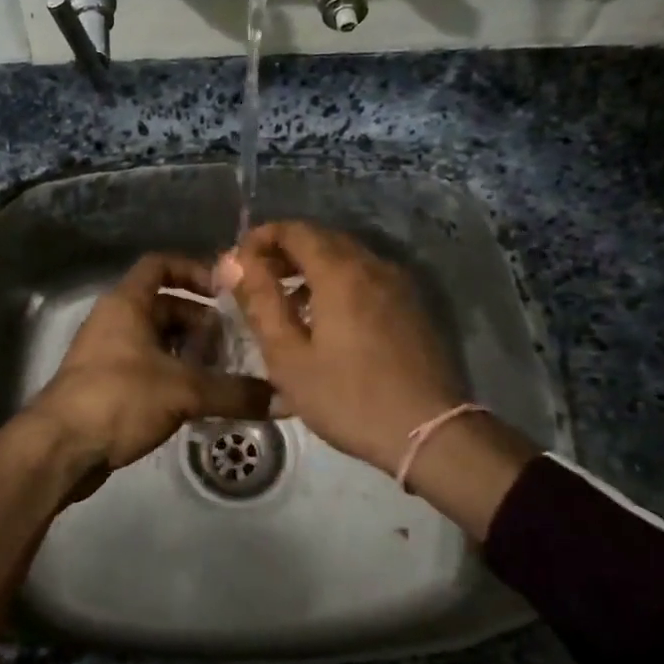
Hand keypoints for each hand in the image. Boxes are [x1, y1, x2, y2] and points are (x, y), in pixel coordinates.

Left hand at [26, 254, 273, 502]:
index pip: (160, 264)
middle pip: (165, 306)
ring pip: (156, 340)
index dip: (194, 270)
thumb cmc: (119, 398)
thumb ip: (235, 393)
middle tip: (234, 346)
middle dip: (200, 323)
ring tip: (222, 375)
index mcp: (127, 303)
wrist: (59, 447)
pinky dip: (172, 375)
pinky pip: (146, 367)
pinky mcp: (105, 384)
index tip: (225, 292)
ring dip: (188, 353)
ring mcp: (106, 352)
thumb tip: (286, 400)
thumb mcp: (184, 391)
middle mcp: (114, 320)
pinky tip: (196, 401)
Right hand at [221, 221, 470, 476]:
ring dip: (311, 267)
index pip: (295, 230)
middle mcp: (372, 265)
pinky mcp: (412, 306)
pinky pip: (366, 277)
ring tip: (286, 301)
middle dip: (285, 251)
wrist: (429, 433)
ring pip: (347, 258)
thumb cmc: (348, 397)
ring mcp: (398, 284)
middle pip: (322, 239)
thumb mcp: (289, 357)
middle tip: (257, 279)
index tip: (238, 260)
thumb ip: (260, 302)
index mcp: (340, 272)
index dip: (261, 237)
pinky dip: (338, 282)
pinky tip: (325, 317)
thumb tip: (235, 260)